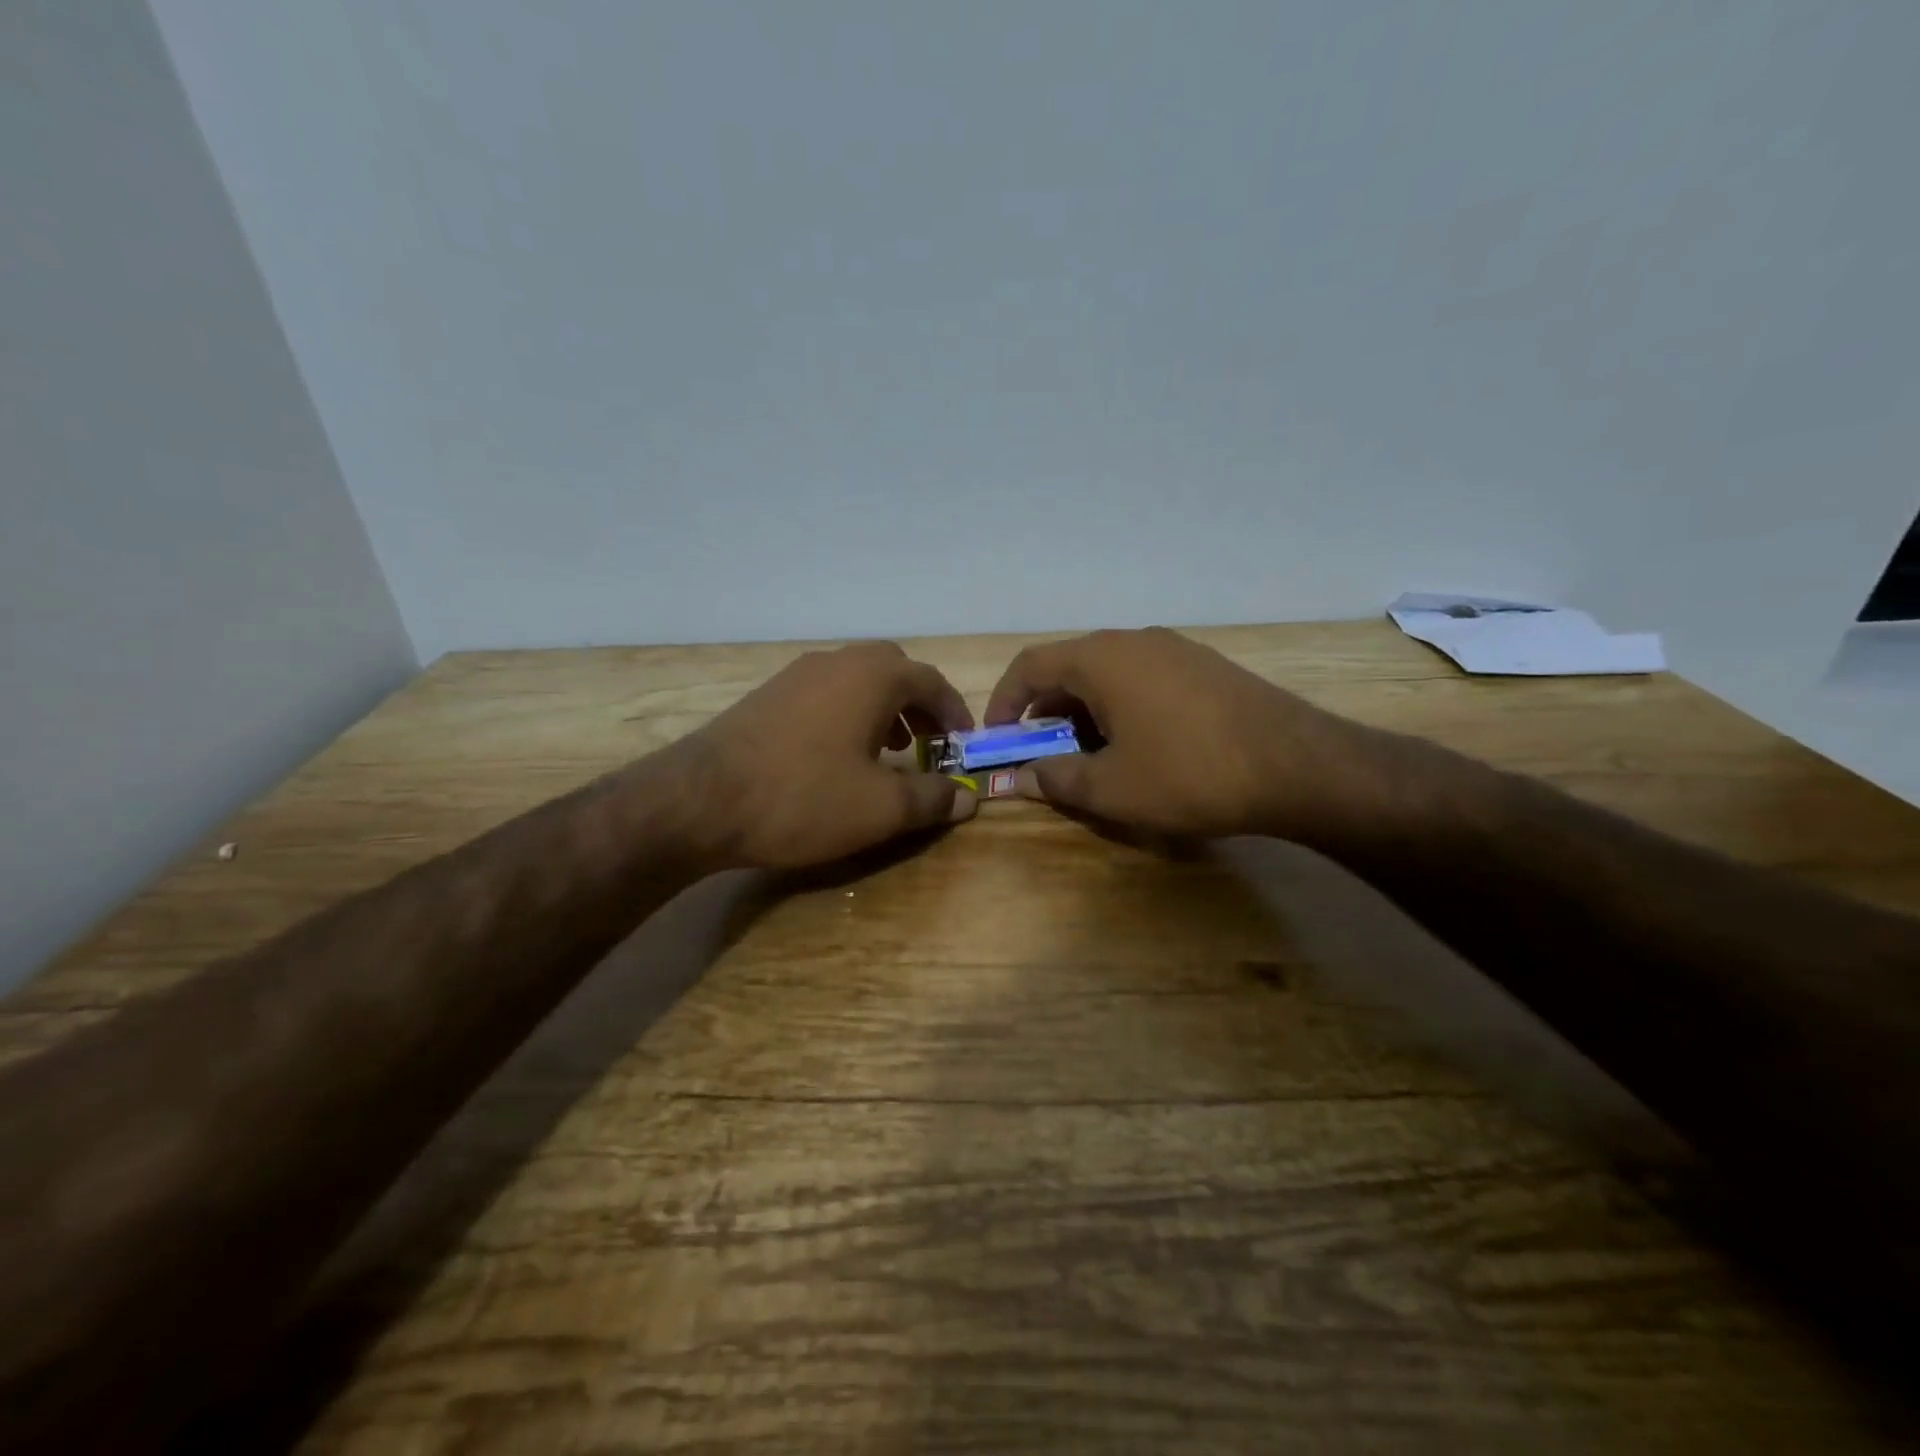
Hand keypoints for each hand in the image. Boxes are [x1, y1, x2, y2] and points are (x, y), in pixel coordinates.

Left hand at [682, 641, 976, 869]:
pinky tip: (839, 756)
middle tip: (928, 743)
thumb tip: (967, 797)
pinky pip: (826, 693)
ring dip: (883, 709)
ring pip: (857, 680)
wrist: (700, 800)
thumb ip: (931, 799)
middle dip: (918, 705)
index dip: (955, 712)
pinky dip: (849, 714)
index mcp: (872, 676)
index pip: (931, 681)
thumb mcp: (881, 808)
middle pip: (894, 671)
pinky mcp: (768, 695)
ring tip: (889, 751)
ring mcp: (797, 675)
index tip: (964, 743)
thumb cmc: (804, 797)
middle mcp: (836, 662)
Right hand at [984, 627, 1402, 846]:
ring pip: (1107, 674)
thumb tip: (1020, 778)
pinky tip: (1138, 746)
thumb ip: (1056, 778)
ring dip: (1083, 712)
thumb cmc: (1189, 774)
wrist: (1297, 765)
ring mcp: (1174, 649)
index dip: (1004, 701)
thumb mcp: (1111, 788)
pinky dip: (1120, 707)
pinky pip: (1142, 679)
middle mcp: (1133, 640)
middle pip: (1069, 668)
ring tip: (1089, 756)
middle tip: (1042, 755)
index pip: (1030, 666)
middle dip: (1045, 712)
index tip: (998, 739)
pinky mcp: (1203, 665)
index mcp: (1101, 659)